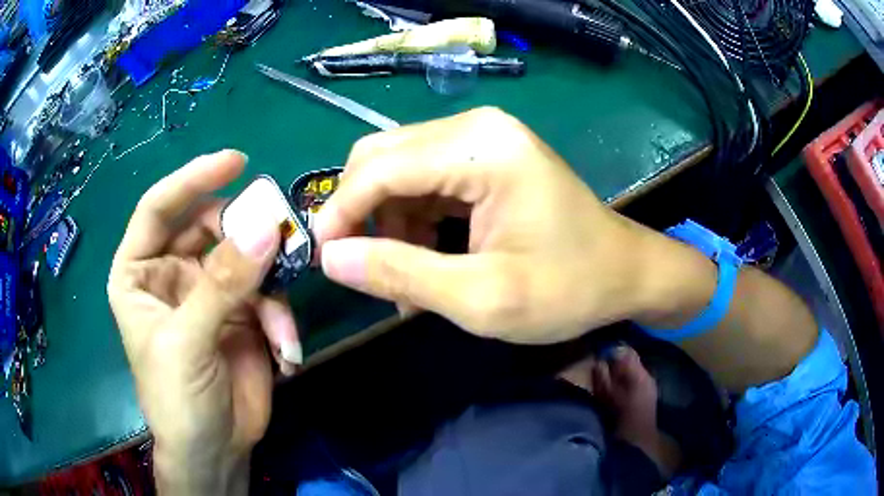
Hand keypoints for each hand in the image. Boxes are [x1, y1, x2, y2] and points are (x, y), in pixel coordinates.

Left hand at [107, 151, 300, 494]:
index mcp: (139, 272)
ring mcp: (209, 290)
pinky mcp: (241, 312)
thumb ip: (221, 284)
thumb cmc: (177, 399)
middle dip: (244, 235)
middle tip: (279, 241)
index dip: (192, 180)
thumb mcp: (188, 342)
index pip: (158, 208)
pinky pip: (267, 293)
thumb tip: (266, 226)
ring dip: (269, 285)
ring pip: (245, 258)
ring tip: (278, 324)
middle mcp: (172, 272)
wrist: (215, 450)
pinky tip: (284, 350)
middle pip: (210, 227)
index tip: (235, 162)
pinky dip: (280, 317)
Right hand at [314, 107, 667, 343]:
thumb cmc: (570, 289)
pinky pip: (424, 179)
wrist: (626, 273)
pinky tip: (428, 258)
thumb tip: (331, 258)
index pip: (380, 166)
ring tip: (407, 280)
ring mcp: (482, 138)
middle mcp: (476, 127)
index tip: (323, 258)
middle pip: (382, 156)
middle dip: (361, 213)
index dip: (340, 211)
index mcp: (480, 148)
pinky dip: (413, 219)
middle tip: (363, 269)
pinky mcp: (486, 157)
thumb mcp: (484, 298)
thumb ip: (402, 274)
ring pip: (399, 169)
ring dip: (389, 222)